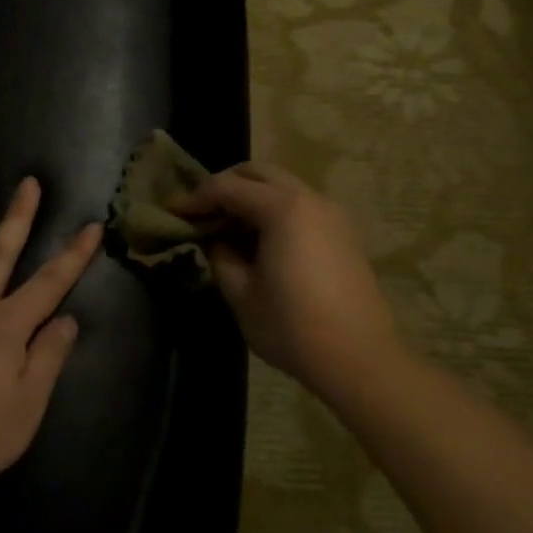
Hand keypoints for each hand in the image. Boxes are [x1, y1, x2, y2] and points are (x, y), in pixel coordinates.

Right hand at [176, 162, 403, 395]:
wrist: (359, 359)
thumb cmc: (292, 327)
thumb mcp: (241, 294)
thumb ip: (220, 256)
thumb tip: (214, 240)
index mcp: (282, 209)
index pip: (227, 187)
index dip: (195, 198)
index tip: (172, 213)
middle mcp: (310, 199)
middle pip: (258, 173)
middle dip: (224, 186)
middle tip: (200, 212)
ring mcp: (332, 213)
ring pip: (282, 186)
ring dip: (250, 197)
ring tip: (226, 228)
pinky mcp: (343, 233)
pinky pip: (300, 205)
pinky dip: (273, 210)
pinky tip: (258, 241)